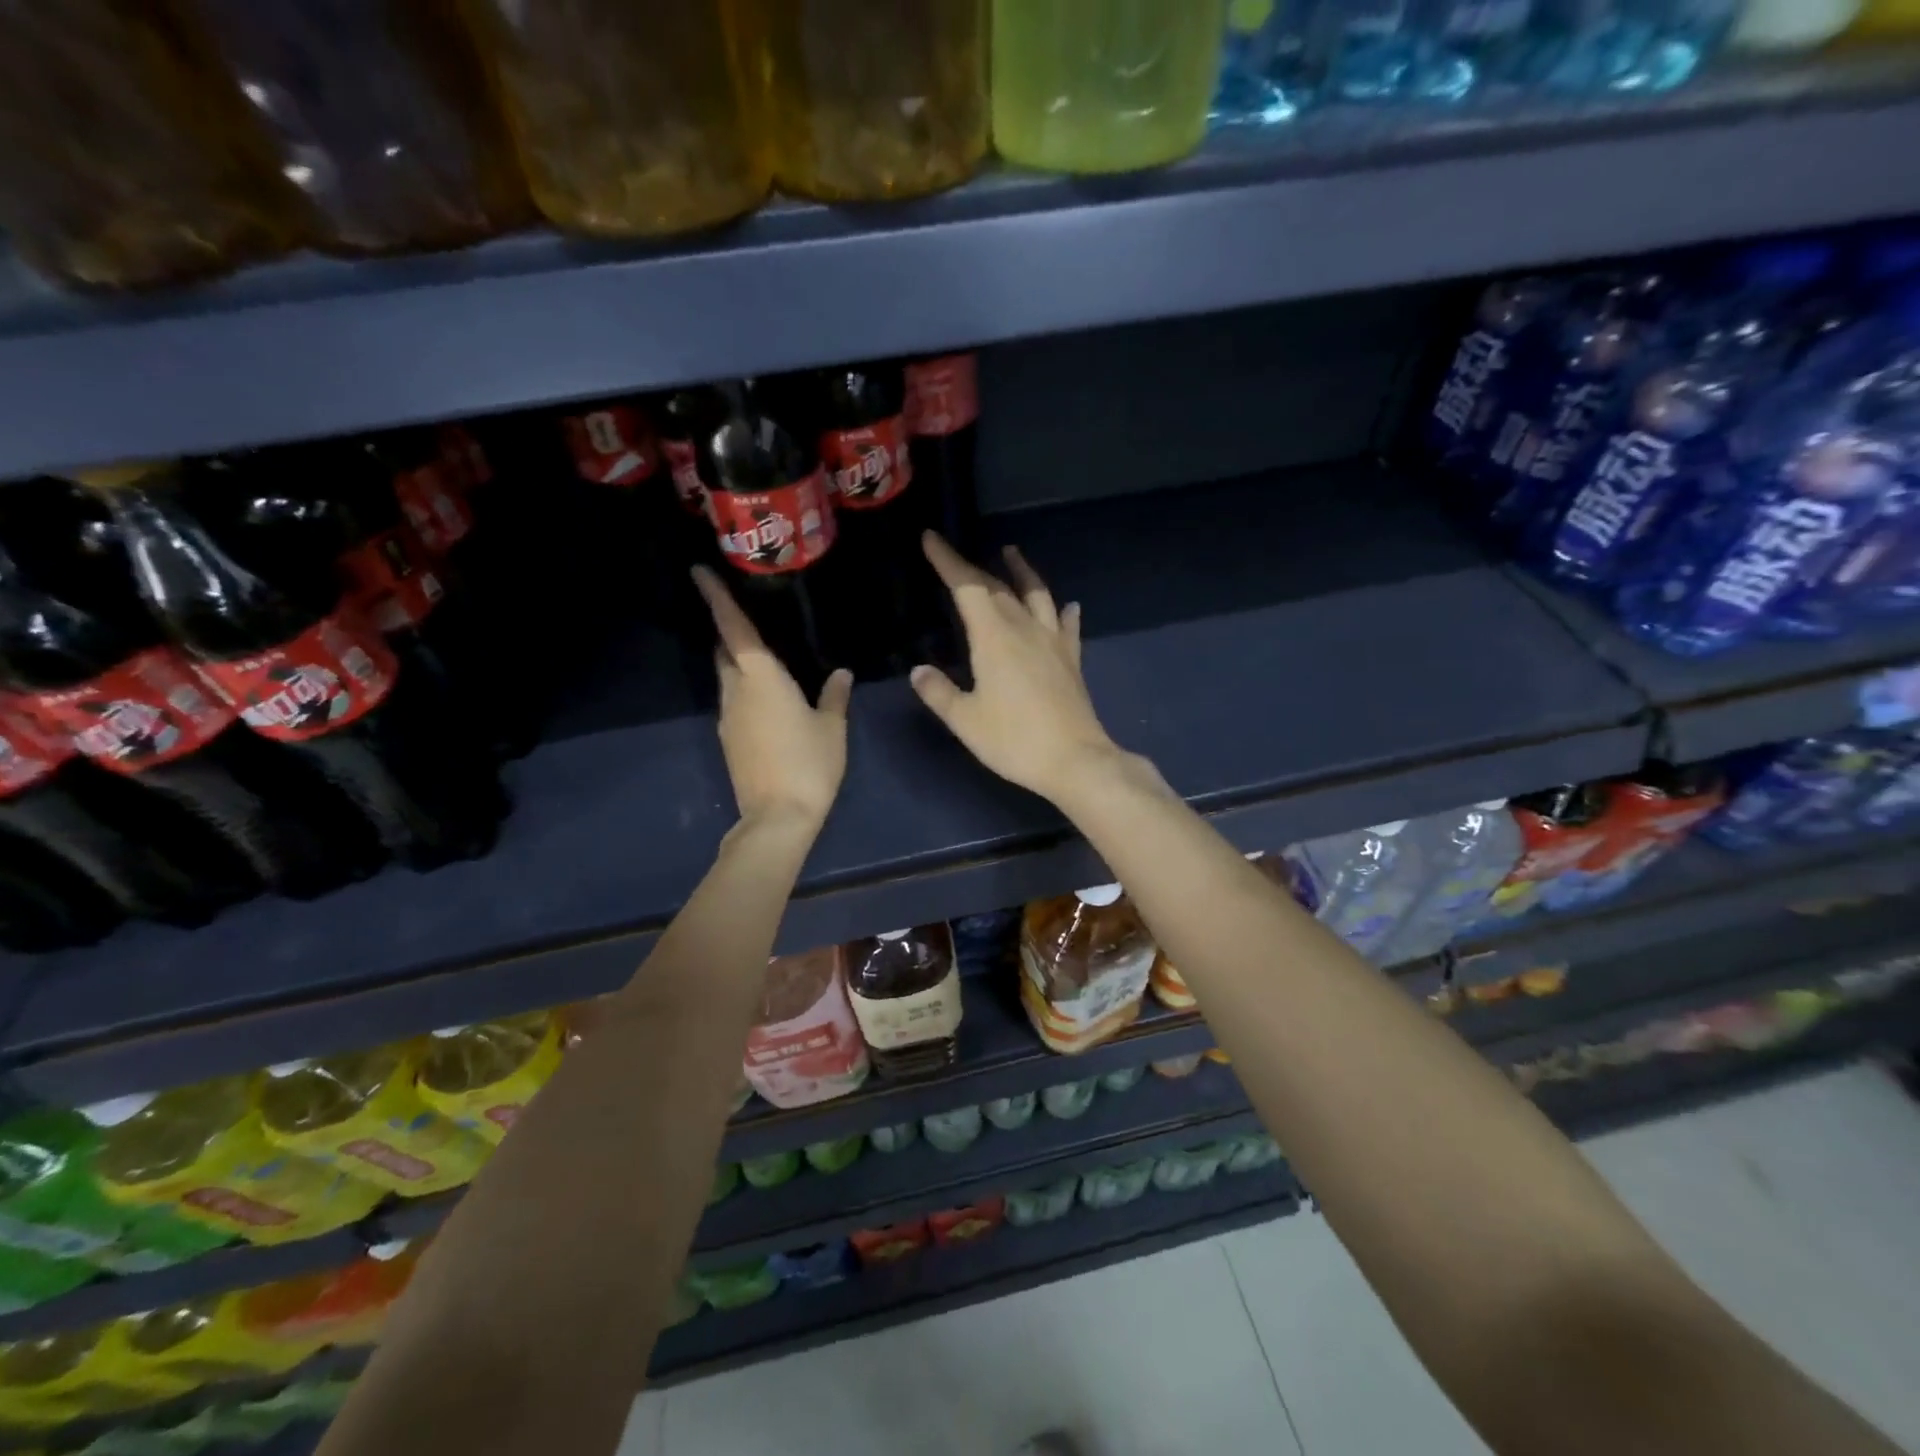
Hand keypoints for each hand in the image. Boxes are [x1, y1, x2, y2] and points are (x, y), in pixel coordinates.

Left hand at [693, 567, 851, 829]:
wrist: (777, 817)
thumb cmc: (809, 764)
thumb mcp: (832, 727)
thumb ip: (834, 696)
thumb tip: (840, 673)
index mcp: (762, 678)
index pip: (734, 629)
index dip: (716, 598)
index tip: (699, 572)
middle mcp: (736, 691)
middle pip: (725, 651)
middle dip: (728, 631)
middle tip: (744, 614)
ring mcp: (728, 717)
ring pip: (727, 678)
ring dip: (737, 662)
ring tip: (762, 656)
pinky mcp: (728, 740)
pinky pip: (733, 701)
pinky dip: (744, 689)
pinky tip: (767, 698)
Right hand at [910, 533, 1118, 802]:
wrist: (1075, 760)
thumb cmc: (1014, 741)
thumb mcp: (965, 721)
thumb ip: (939, 692)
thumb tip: (919, 671)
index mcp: (994, 637)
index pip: (967, 588)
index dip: (948, 561)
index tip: (932, 539)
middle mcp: (1025, 629)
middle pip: (998, 588)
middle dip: (973, 569)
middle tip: (955, 557)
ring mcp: (1053, 642)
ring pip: (1037, 595)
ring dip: (1023, 572)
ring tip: (1012, 553)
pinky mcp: (1071, 660)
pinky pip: (1067, 625)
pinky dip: (1064, 611)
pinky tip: (1068, 606)